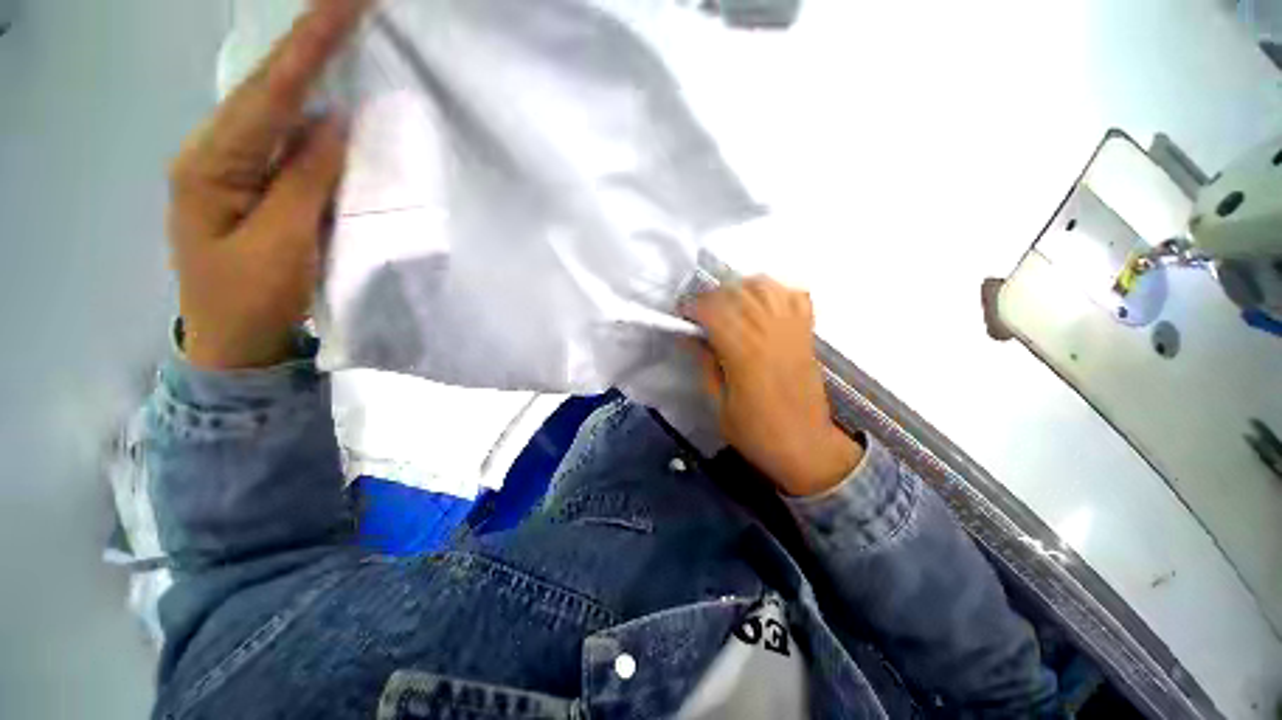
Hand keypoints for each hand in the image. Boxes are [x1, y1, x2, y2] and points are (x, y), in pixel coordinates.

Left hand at [167, 0, 369, 369]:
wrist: (234, 342)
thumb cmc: (251, 301)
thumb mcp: (281, 243)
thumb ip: (306, 180)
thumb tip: (335, 121)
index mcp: (210, 163)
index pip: (268, 91)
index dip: (309, 45)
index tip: (348, 2)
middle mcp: (215, 151)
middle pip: (266, 86)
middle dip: (309, 42)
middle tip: (349, 3)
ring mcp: (233, 167)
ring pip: (275, 108)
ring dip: (311, 71)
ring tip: (344, 34)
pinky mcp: (254, 183)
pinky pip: (286, 139)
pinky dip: (310, 113)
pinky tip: (331, 94)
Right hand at [687, 277, 862, 495]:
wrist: (806, 447)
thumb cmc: (757, 434)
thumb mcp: (719, 406)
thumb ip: (705, 365)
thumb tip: (690, 337)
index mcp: (745, 355)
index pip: (715, 312)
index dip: (694, 307)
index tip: (682, 315)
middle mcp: (770, 335)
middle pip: (738, 293)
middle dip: (712, 296)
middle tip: (701, 313)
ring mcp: (792, 331)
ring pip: (767, 287)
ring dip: (742, 288)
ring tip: (730, 305)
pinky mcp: (807, 335)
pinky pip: (796, 297)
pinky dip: (777, 292)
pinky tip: (762, 305)